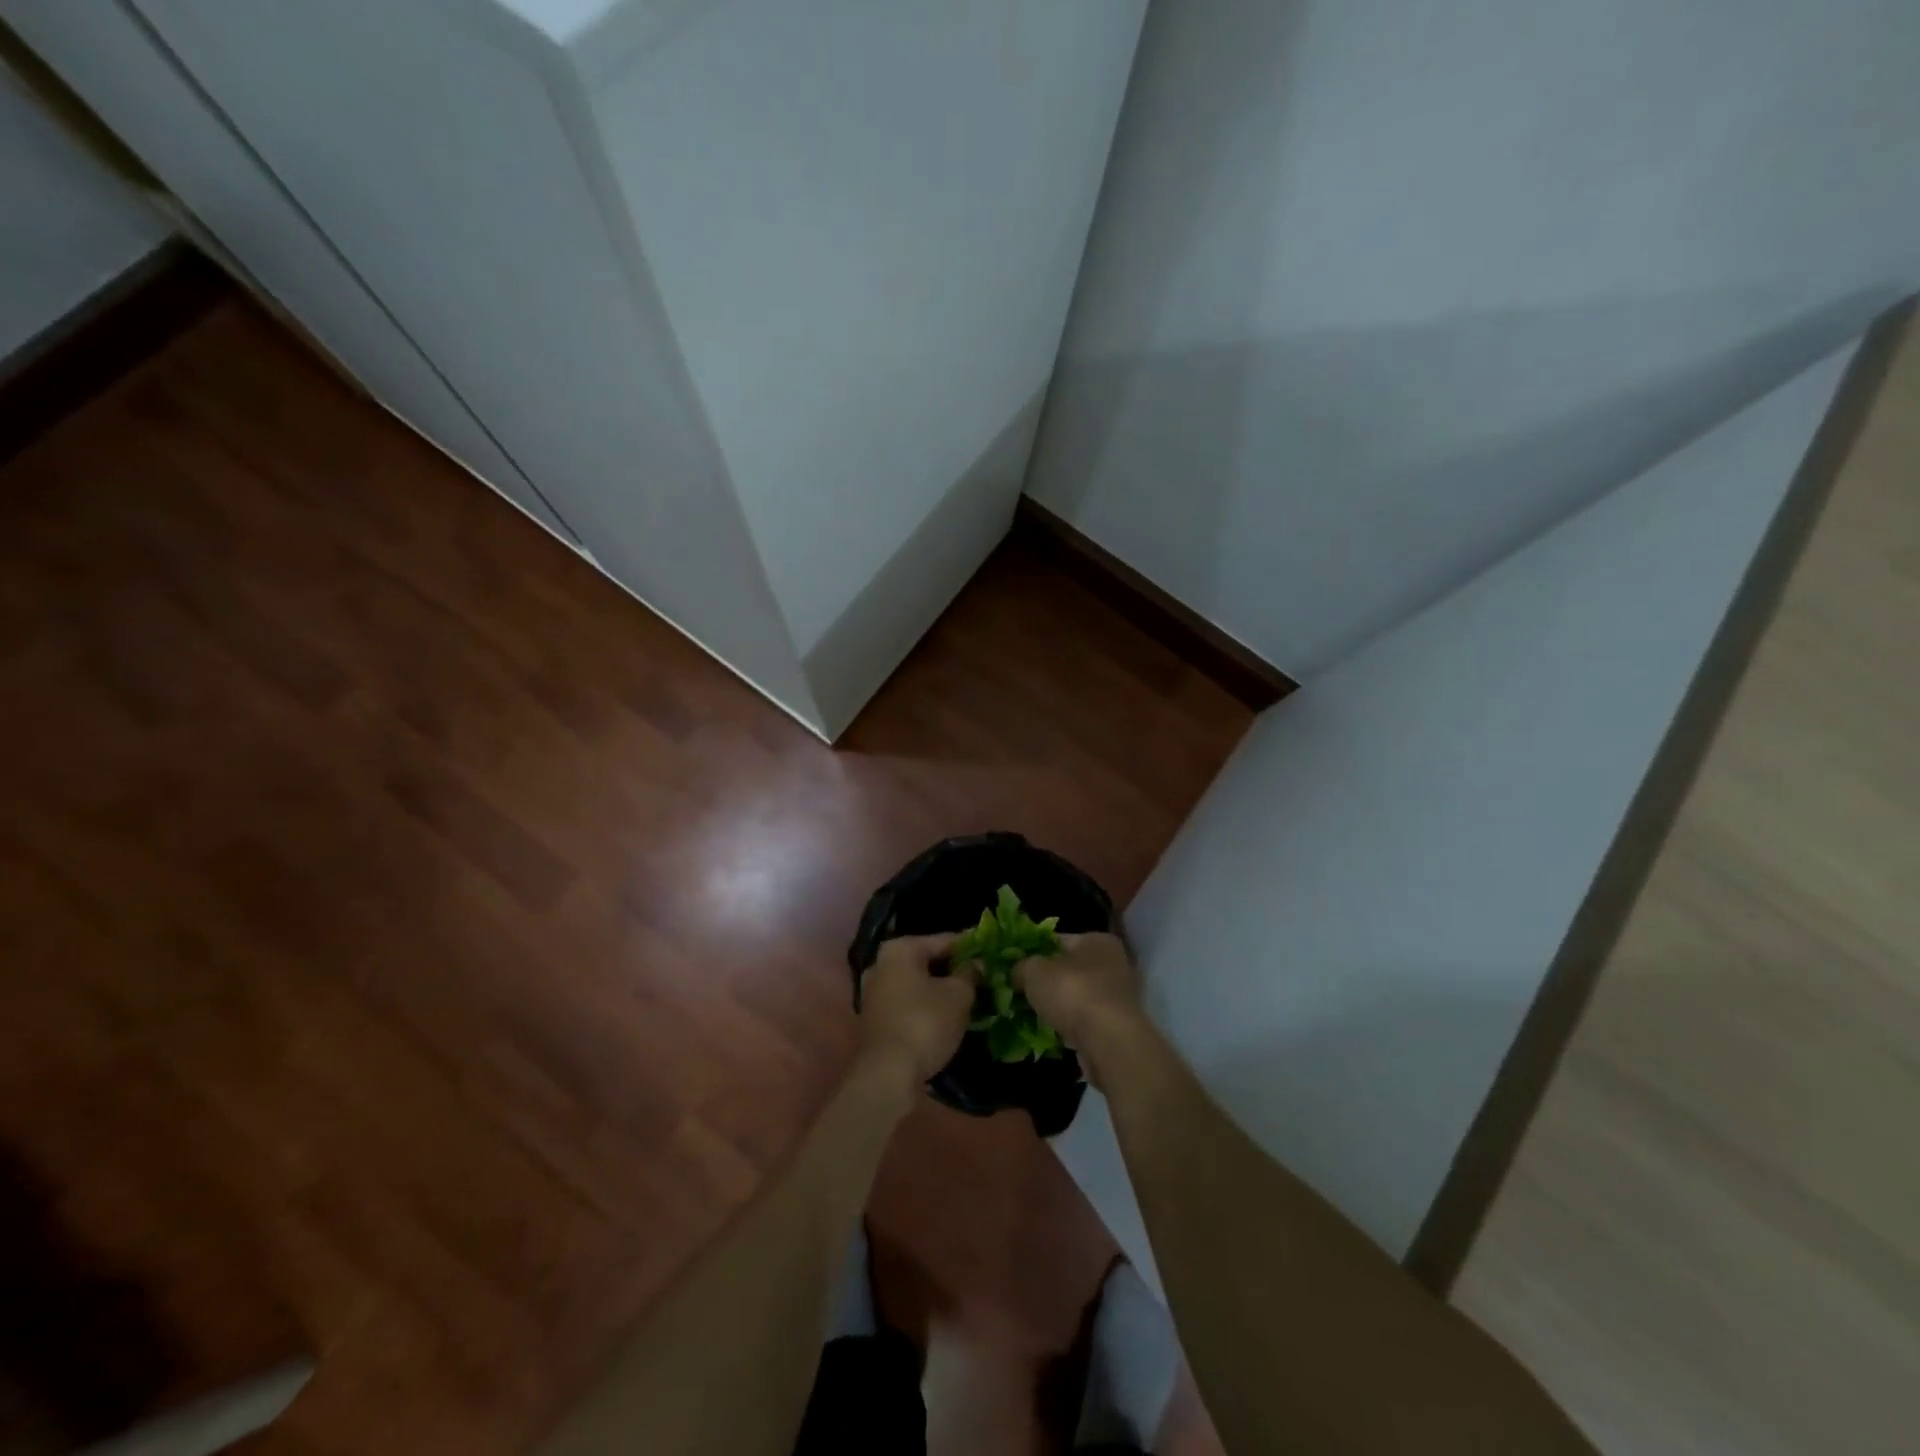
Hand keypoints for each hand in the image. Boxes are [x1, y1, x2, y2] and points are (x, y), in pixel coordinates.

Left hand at [858, 934, 974, 1090]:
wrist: (887, 1074)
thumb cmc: (924, 1023)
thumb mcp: (958, 996)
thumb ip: (970, 974)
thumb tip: (976, 963)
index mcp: (900, 949)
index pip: (944, 940)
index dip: (970, 945)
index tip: (991, 951)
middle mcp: (881, 963)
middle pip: (927, 960)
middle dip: (954, 968)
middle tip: (983, 976)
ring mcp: (874, 992)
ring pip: (917, 982)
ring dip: (940, 988)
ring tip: (969, 996)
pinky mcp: (875, 1018)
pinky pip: (908, 1001)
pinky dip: (926, 1004)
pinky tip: (947, 1014)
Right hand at [1015, 933, 1143, 1086]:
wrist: (1108, 1042)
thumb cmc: (1072, 992)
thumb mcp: (1034, 971)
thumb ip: (1022, 966)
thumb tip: (1017, 972)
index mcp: (1098, 941)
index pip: (1059, 940)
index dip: (1035, 951)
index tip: (1016, 965)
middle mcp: (1114, 964)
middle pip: (1070, 969)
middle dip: (1047, 981)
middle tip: (1021, 991)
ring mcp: (1118, 997)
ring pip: (1077, 996)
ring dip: (1058, 1006)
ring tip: (1033, 1015)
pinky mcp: (1117, 1026)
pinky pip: (1085, 1021)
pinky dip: (1070, 1026)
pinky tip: (1052, 1034)